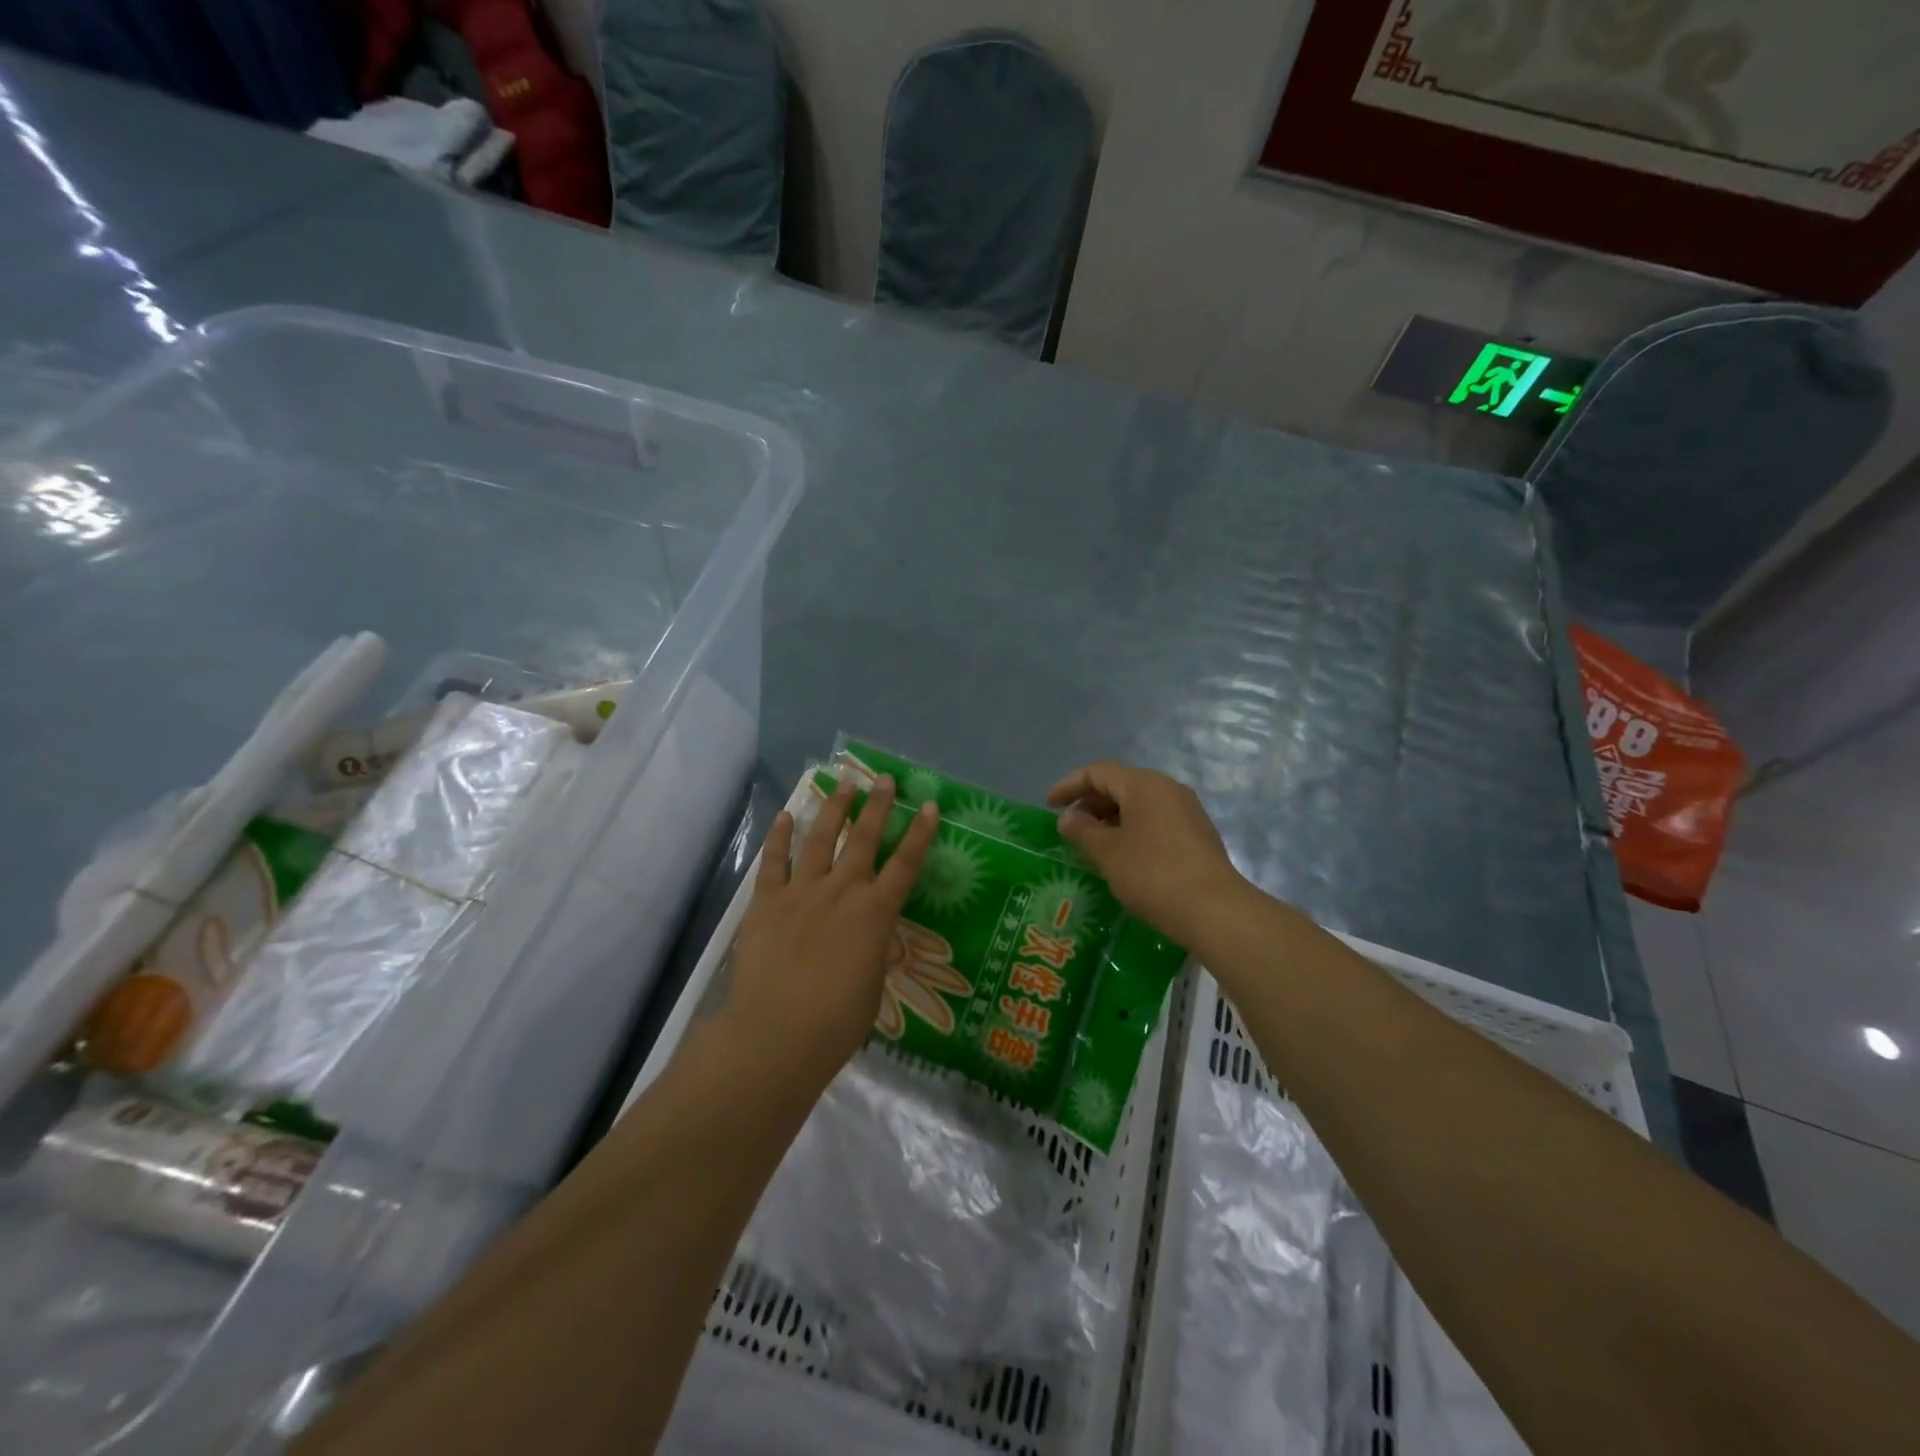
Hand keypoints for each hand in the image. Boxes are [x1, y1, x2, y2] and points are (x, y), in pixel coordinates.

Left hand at [721, 775, 938, 1088]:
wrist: (776, 1035)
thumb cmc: (836, 1023)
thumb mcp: (872, 987)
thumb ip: (873, 954)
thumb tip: (872, 941)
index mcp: (875, 914)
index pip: (905, 865)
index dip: (919, 833)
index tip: (928, 805)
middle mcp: (841, 892)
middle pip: (863, 839)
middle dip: (876, 806)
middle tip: (882, 778)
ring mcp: (801, 893)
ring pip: (821, 840)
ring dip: (834, 810)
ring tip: (843, 784)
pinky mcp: (766, 902)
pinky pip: (774, 862)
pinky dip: (781, 837)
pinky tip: (787, 816)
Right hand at [1047, 762, 1244, 944]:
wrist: (1214, 909)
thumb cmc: (1152, 874)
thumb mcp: (1107, 852)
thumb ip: (1082, 830)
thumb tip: (1068, 817)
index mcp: (1144, 784)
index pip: (1097, 772)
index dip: (1069, 786)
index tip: (1048, 807)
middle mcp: (1167, 788)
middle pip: (1119, 785)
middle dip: (1090, 803)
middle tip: (1069, 828)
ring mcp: (1187, 811)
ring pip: (1138, 804)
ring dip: (1110, 819)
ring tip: (1092, 845)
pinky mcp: (1197, 834)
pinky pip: (1155, 821)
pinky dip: (1132, 830)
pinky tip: (1122, 857)